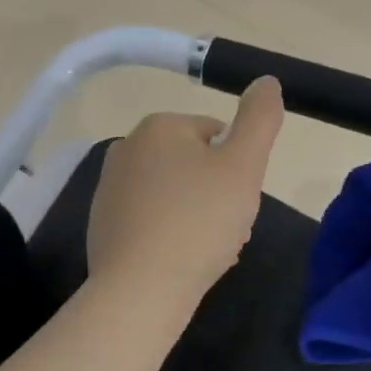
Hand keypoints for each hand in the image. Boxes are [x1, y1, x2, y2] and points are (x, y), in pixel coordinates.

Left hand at [87, 77, 284, 309]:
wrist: (141, 290)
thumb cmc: (198, 222)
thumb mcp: (243, 166)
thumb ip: (260, 119)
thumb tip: (266, 80)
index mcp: (158, 127)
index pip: (217, 135)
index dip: (238, 168)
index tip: (240, 199)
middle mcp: (126, 149)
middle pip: (194, 166)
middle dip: (218, 194)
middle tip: (228, 228)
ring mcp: (110, 189)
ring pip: (175, 195)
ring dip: (199, 217)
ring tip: (208, 250)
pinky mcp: (103, 225)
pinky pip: (153, 221)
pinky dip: (172, 236)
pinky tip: (182, 261)